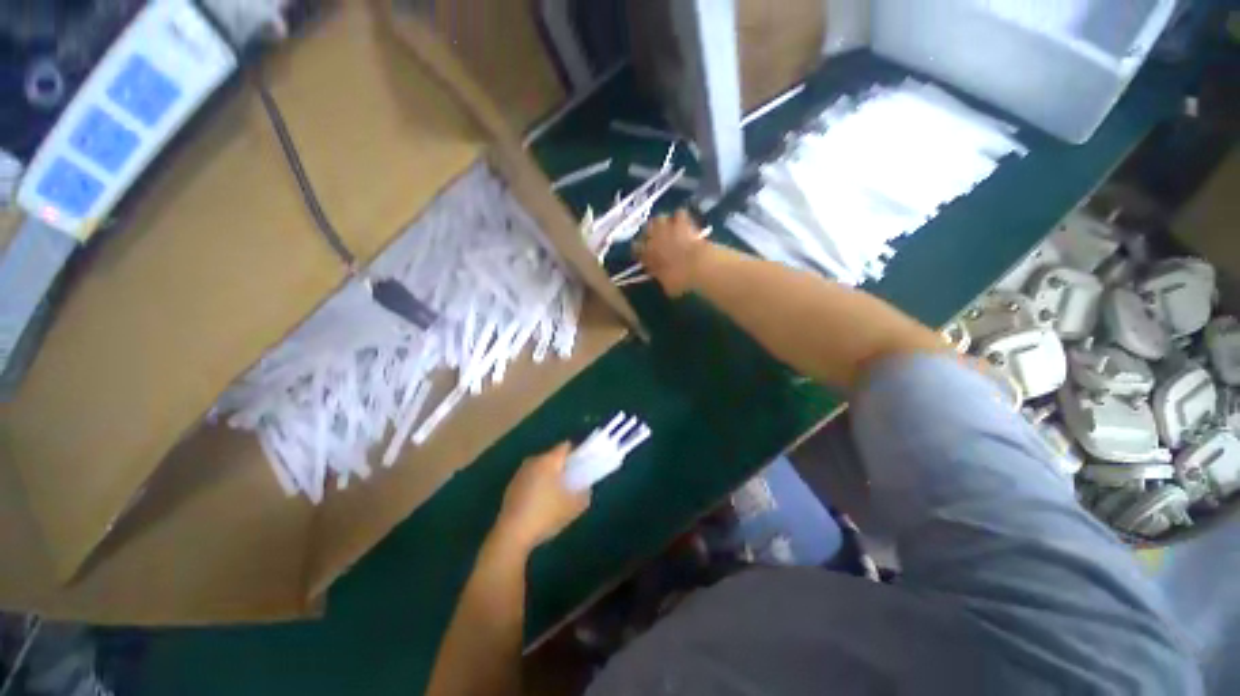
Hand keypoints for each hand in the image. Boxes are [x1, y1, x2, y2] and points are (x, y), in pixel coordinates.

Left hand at [494, 443, 590, 552]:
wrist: (511, 535)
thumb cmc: (546, 515)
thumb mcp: (574, 507)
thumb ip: (584, 494)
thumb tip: (585, 488)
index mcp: (549, 461)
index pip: (565, 446)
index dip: (576, 452)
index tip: (582, 463)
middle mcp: (533, 461)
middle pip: (552, 457)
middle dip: (562, 466)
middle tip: (572, 480)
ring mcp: (520, 473)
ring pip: (540, 468)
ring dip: (548, 476)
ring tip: (557, 493)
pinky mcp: (511, 487)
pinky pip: (530, 479)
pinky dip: (537, 485)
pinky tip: (540, 503)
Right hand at [638, 209, 709, 297]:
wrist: (699, 265)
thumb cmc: (680, 279)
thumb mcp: (667, 285)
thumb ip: (660, 277)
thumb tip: (660, 275)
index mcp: (646, 254)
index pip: (635, 248)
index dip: (639, 250)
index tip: (643, 253)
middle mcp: (653, 238)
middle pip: (646, 228)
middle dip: (650, 232)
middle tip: (656, 238)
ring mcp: (668, 227)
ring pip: (660, 217)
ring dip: (664, 222)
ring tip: (669, 228)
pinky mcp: (684, 221)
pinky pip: (679, 213)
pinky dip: (681, 218)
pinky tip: (685, 223)